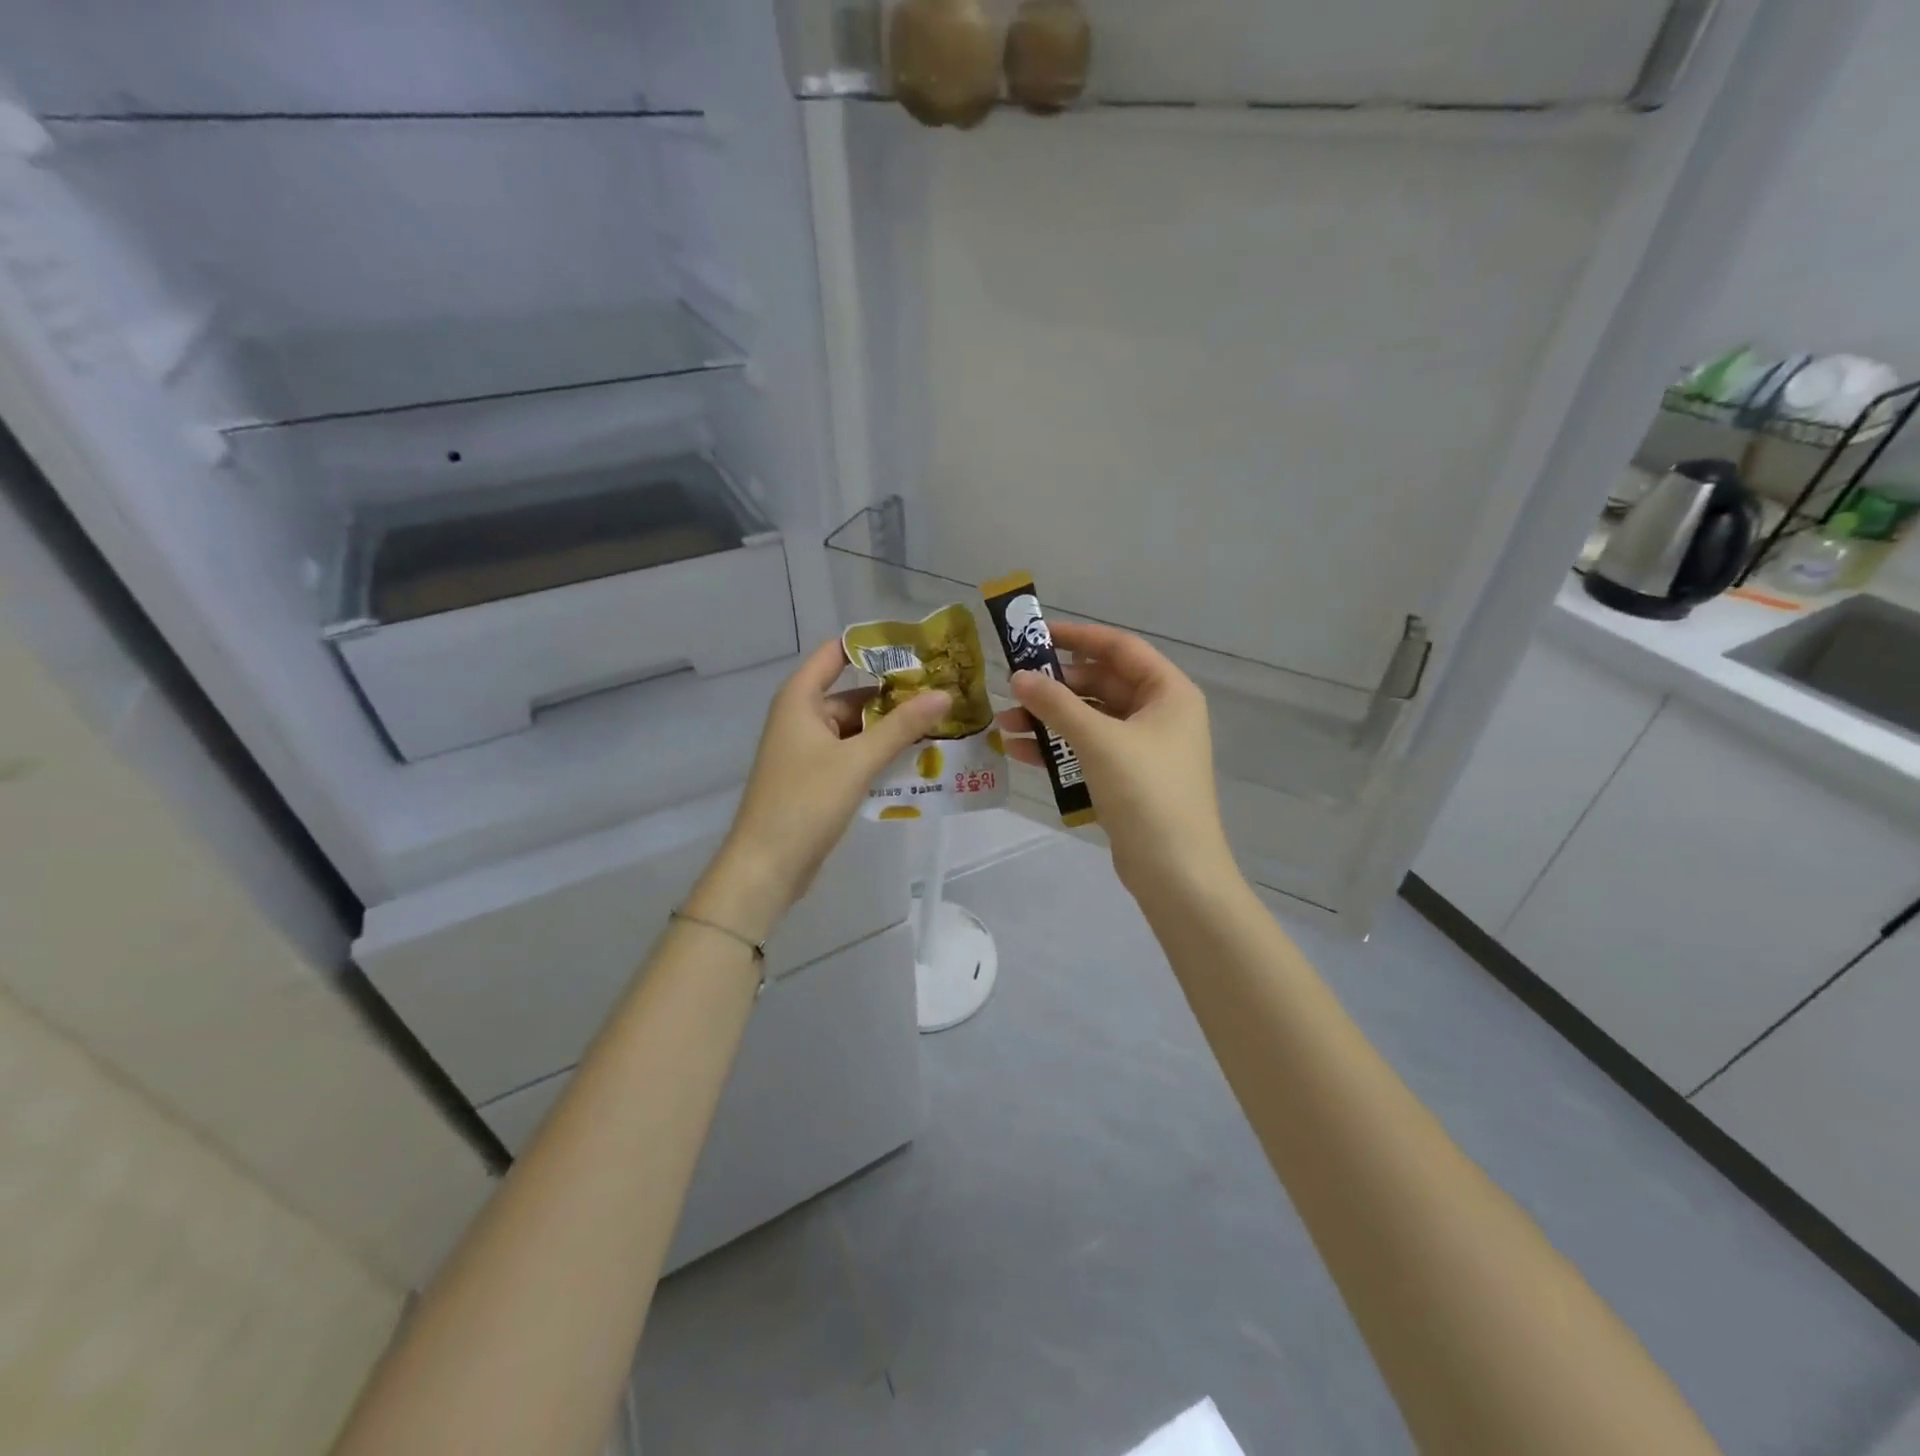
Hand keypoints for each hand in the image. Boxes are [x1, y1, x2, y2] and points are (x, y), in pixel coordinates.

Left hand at [692, 640, 951, 939]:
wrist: (766, 866)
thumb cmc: (806, 802)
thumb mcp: (858, 760)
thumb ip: (902, 726)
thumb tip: (944, 694)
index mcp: (801, 699)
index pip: (837, 653)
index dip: (874, 646)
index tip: (918, 646)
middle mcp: (802, 717)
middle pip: (854, 694)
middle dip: (896, 697)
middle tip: (944, 694)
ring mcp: (809, 750)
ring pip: (858, 729)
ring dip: (892, 730)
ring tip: (941, 726)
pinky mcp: (816, 778)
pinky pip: (853, 755)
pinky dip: (879, 755)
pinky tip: (916, 761)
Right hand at [996, 622, 1232, 898]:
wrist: (1175, 871)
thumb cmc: (1145, 792)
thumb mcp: (1098, 740)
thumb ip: (1057, 704)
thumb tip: (1017, 677)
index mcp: (1169, 693)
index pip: (1120, 648)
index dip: (1078, 637)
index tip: (1035, 635)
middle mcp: (1160, 715)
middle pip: (1102, 685)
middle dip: (1055, 688)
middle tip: (1012, 687)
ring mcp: (1145, 749)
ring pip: (1091, 721)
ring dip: (1050, 720)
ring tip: (1004, 724)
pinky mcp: (1128, 780)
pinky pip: (1089, 751)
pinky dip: (1058, 749)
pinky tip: (1019, 752)